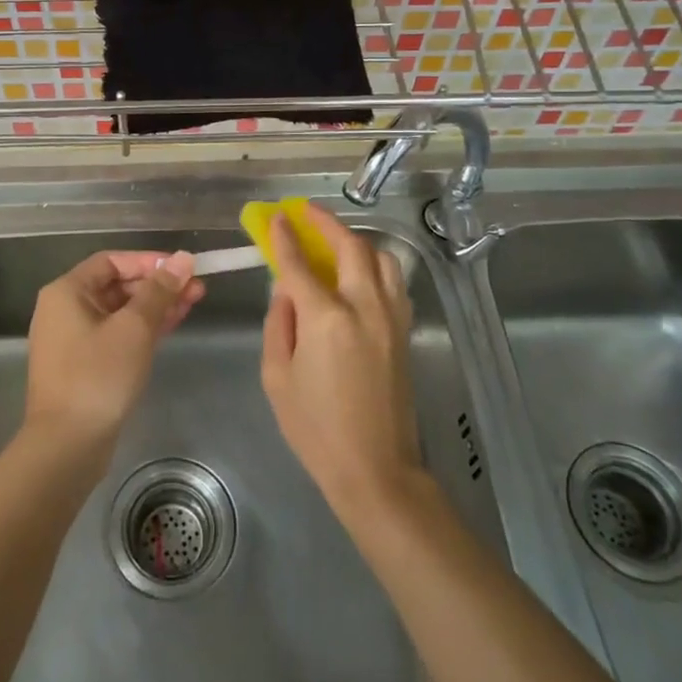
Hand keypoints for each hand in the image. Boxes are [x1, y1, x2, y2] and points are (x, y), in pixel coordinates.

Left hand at [23, 250, 203, 462]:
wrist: (67, 446)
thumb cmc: (98, 376)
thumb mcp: (134, 328)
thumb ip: (160, 290)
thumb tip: (184, 258)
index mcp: (67, 292)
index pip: (112, 261)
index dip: (149, 261)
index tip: (182, 267)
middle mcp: (65, 310)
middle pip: (117, 285)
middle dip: (157, 285)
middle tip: (196, 287)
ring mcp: (74, 340)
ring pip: (120, 311)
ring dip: (155, 306)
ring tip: (194, 302)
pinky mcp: (85, 365)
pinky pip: (117, 334)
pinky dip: (143, 328)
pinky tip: (172, 325)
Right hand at [260, 205, 425, 525]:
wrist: (375, 469)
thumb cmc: (315, 428)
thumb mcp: (277, 377)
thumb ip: (279, 323)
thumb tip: (286, 290)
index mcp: (326, 319)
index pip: (301, 265)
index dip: (286, 237)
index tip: (277, 217)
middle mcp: (364, 307)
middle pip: (350, 247)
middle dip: (327, 223)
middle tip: (307, 212)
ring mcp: (391, 317)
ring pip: (381, 258)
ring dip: (356, 241)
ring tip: (335, 241)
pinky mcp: (404, 331)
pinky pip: (393, 282)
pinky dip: (376, 266)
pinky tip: (360, 274)